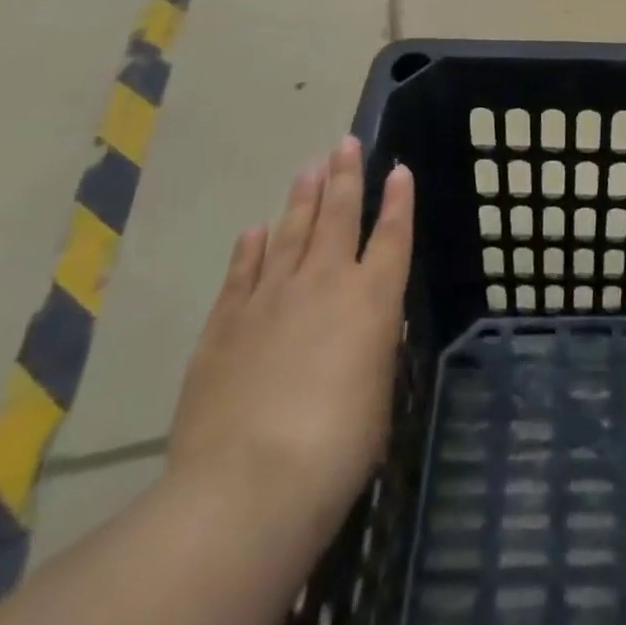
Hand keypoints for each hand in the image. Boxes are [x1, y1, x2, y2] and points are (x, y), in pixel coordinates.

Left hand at [168, 137, 413, 540]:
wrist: (249, 481)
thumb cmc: (337, 446)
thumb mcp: (376, 396)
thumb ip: (372, 352)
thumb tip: (366, 330)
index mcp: (373, 299)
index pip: (392, 235)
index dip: (398, 200)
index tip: (399, 169)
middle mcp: (325, 283)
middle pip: (338, 215)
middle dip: (345, 176)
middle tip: (346, 143)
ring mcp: (271, 297)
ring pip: (291, 232)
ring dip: (302, 198)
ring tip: (309, 168)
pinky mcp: (225, 323)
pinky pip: (242, 272)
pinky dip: (250, 248)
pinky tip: (254, 230)